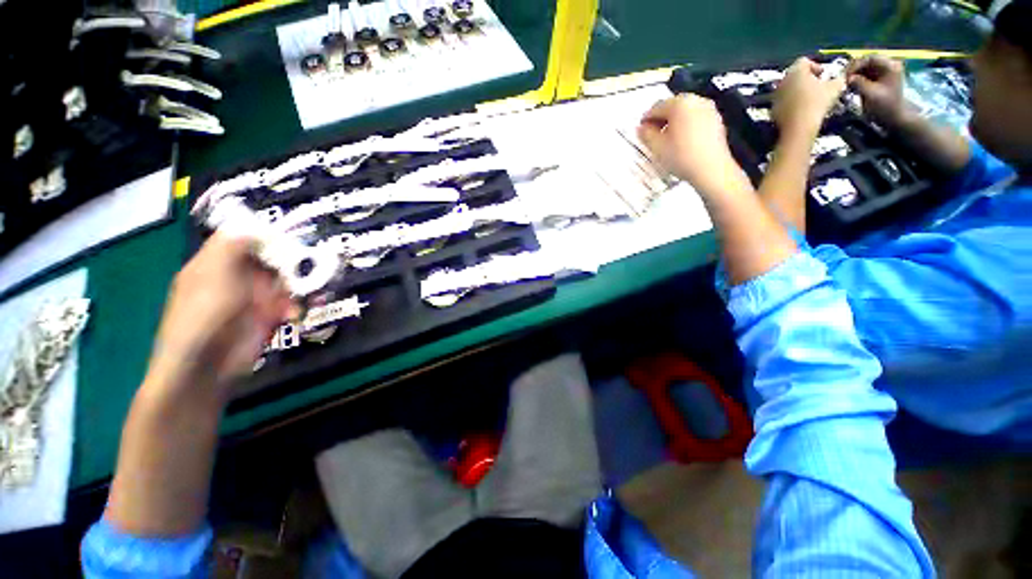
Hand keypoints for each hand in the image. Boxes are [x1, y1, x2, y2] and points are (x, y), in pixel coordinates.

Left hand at [146, 232, 297, 399]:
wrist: (206, 364)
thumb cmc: (204, 314)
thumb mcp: (213, 272)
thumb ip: (233, 245)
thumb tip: (256, 226)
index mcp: (218, 262)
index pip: (247, 240)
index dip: (270, 237)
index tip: (294, 239)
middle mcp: (238, 277)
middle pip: (273, 260)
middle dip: (294, 262)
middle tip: (312, 265)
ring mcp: (254, 298)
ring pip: (287, 282)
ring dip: (302, 285)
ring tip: (312, 291)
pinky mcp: (269, 317)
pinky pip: (292, 303)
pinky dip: (300, 305)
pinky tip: (298, 311)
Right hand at [638, 94, 750, 196]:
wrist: (711, 169)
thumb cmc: (682, 157)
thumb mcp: (657, 147)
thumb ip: (646, 134)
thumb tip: (641, 128)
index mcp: (679, 103)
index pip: (656, 107)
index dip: (646, 119)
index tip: (641, 131)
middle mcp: (696, 101)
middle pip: (672, 107)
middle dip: (660, 120)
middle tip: (652, 136)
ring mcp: (708, 109)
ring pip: (684, 113)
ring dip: (673, 123)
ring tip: (666, 141)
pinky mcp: (716, 120)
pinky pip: (695, 119)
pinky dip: (685, 126)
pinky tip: (681, 142)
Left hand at [772, 58, 846, 138]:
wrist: (798, 127)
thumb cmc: (817, 102)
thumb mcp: (835, 87)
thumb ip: (839, 78)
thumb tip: (841, 77)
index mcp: (796, 71)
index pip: (804, 61)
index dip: (815, 66)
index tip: (823, 75)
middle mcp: (783, 80)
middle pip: (795, 74)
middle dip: (806, 77)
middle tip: (817, 85)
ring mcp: (775, 95)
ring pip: (788, 87)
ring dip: (798, 89)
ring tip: (810, 97)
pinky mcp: (772, 108)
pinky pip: (783, 100)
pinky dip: (791, 101)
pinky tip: (801, 108)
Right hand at [847, 55, 911, 127]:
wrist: (894, 118)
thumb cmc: (884, 106)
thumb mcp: (870, 93)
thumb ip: (858, 83)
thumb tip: (847, 78)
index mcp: (889, 66)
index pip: (869, 59)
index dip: (856, 65)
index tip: (845, 76)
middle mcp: (888, 66)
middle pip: (868, 62)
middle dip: (855, 70)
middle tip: (844, 80)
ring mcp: (885, 73)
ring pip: (866, 68)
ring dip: (855, 75)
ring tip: (847, 84)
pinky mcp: (880, 80)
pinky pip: (867, 74)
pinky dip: (858, 79)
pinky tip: (852, 86)